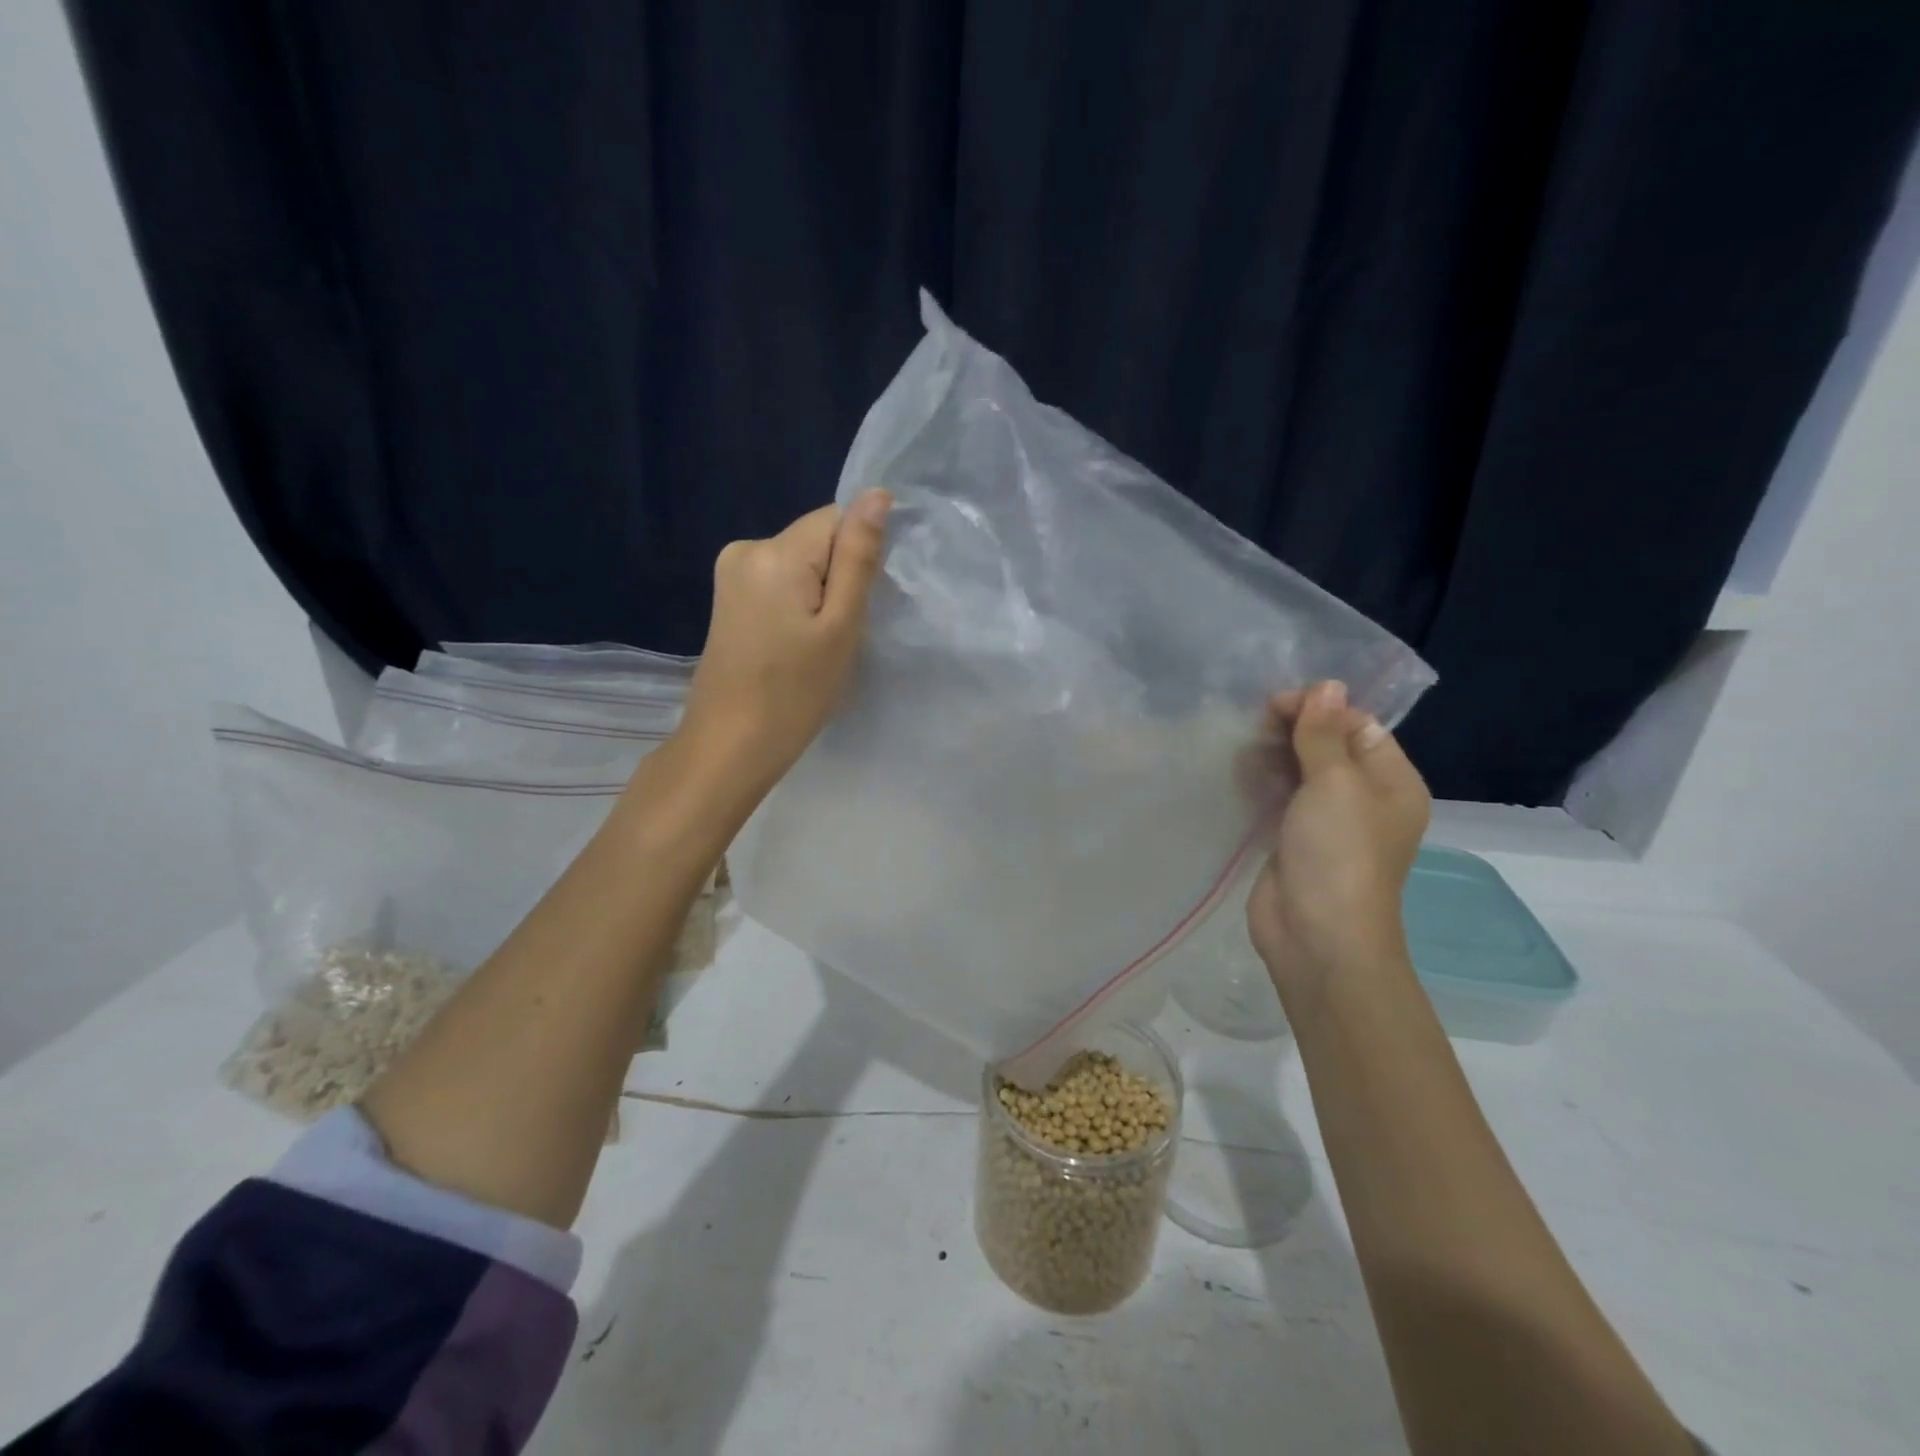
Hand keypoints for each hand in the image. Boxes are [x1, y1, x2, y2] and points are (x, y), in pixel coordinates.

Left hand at [677, 490, 892, 789]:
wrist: (729, 746)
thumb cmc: (794, 693)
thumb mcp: (840, 626)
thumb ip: (858, 557)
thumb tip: (877, 495)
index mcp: (775, 551)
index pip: (837, 519)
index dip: (861, 556)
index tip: (866, 603)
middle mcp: (746, 548)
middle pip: (816, 540)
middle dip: (839, 576)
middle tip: (843, 633)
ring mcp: (730, 574)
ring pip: (799, 564)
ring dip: (820, 593)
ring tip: (819, 644)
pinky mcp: (727, 599)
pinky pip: (778, 583)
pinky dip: (797, 605)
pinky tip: (797, 644)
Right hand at [1246, 680, 1430, 1013]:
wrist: (1317, 935)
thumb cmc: (1338, 853)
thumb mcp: (1335, 784)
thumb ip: (1324, 734)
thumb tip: (1327, 685)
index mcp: (1392, 782)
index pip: (1358, 726)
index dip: (1320, 708)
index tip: (1275, 703)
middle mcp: (1364, 799)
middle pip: (1328, 746)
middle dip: (1293, 729)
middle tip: (1252, 723)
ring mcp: (1327, 822)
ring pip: (1300, 772)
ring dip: (1273, 754)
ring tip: (1240, 746)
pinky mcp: (1294, 840)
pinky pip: (1280, 798)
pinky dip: (1261, 782)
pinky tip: (1237, 771)